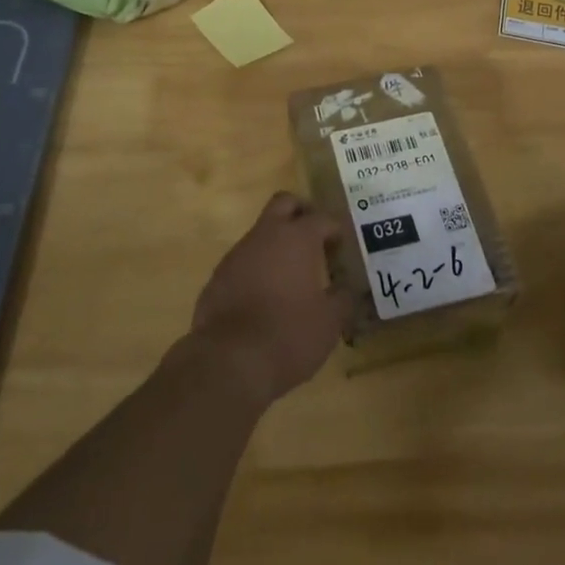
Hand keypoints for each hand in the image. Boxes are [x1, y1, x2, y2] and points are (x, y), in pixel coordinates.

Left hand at [189, 192, 349, 406]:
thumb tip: (347, 289)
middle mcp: (266, 236)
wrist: (229, 361)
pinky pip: (243, 260)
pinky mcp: (218, 276)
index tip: (342, 248)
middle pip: (284, 203)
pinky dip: (257, 268)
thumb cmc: (289, 335)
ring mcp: (237, 253)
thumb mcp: (330, 322)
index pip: (321, 218)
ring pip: (261, 232)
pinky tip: (265, 297)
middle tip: (315, 238)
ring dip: (277, 244)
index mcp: (297, 238)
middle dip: (301, 213)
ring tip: (292, 275)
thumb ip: (343, 299)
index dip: (335, 230)